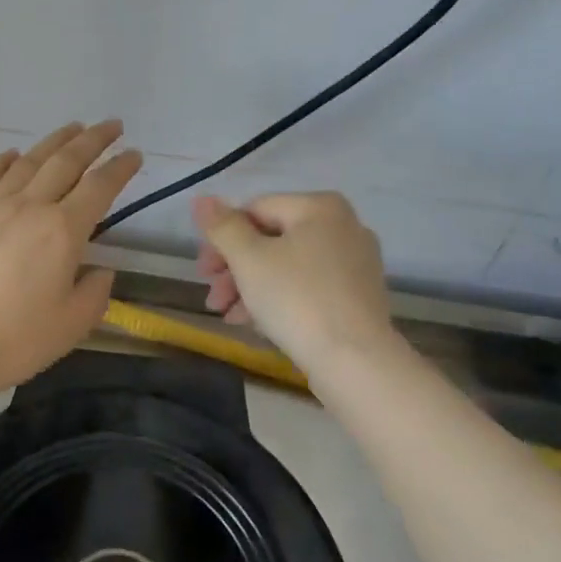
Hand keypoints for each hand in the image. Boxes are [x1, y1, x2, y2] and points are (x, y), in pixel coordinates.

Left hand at [0, 120, 142, 399]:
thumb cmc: (13, 340)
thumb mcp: (70, 326)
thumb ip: (94, 294)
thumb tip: (100, 271)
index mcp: (62, 231)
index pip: (99, 188)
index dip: (120, 168)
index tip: (135, 154)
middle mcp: (29, 207)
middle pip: (66, 162)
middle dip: (93, 140)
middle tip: (112, 125)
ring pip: (28, 162)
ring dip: (54, 141)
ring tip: (72, 128)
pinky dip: (3, 160)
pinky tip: (11, 153)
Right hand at [192, 191, 398, 368]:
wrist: (355, 361)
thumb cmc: (297, 299)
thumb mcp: (249, 259)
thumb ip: (222, 227)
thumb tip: (201, 199)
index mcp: (320, 207)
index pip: (256, 210)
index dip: (223, 239)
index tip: (204, 272)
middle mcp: (344, 226)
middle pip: (272, 239)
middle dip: (235, 269)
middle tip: (213, 298)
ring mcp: (356, 263)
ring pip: (288, 266)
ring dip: (251, 288)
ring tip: (228, 316)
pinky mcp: (359, 296)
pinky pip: (309, 287)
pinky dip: (280, 299)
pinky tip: (256, 325)